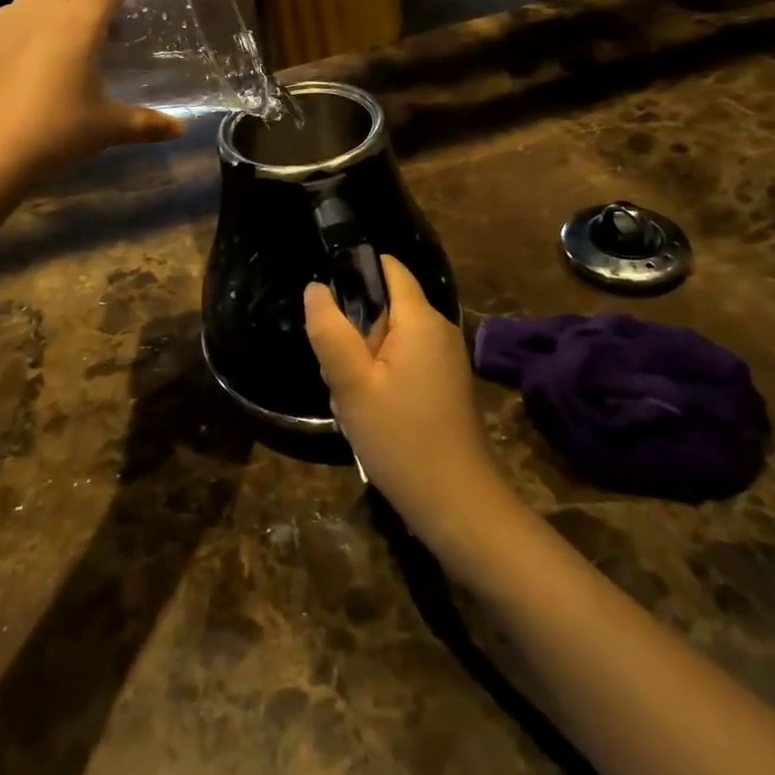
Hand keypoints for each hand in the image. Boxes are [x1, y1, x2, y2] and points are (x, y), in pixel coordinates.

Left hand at [0, 0, 181, 193]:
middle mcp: (41, 10)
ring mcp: (6, 21)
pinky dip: (36, 13)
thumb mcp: (106, 129)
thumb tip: (179, 129)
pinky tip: (39, 44)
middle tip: (119, 6)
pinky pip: (16, 10)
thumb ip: (146, 123)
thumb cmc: (53, 134)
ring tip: (79, 23)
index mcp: (78, 22)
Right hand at [305, 258, 511, 558]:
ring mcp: (446, 358)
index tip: (328, 306)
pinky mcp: (446, 384)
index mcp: (420, 320)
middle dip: (354, 331)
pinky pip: (405, 361)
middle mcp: (439, 329)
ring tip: (350, 399)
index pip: (389, 268)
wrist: (458, 505)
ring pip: (391, 339)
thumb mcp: (352, 385)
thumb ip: (330, 331)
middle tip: (336, 372)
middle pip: (386, 307)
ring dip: (363, 360)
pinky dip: (381, 377)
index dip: (355, 273)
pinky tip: (369, 413)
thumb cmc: (401, 440)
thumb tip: (315, 288)